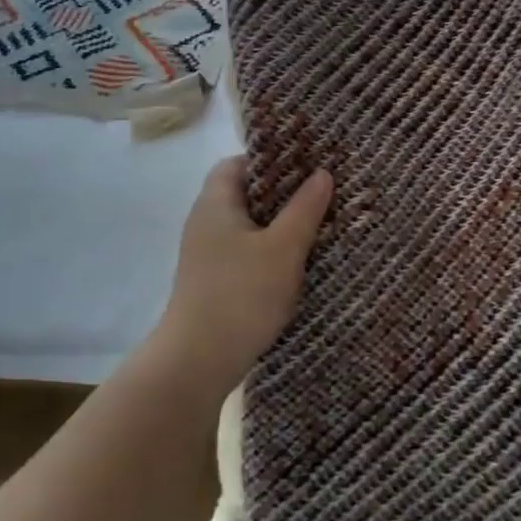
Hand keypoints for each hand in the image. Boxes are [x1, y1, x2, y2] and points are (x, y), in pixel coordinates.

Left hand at [151, 156, 332, 393]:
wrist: (199, 361)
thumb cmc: (242, 293)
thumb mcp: (284, 247)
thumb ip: (305, 208)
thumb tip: (322, 173)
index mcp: (215, 203)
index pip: (237, 163)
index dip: (270, 160)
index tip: (305, 165)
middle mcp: (205, 223)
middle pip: (244, 194)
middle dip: (282, 193)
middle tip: (320, 194)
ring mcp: (206, 255)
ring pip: (247, 226)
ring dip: (278, 225)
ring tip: (317, 226)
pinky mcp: (213, 282)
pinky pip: (245, 253)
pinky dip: (269, 251)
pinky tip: (296, 263)